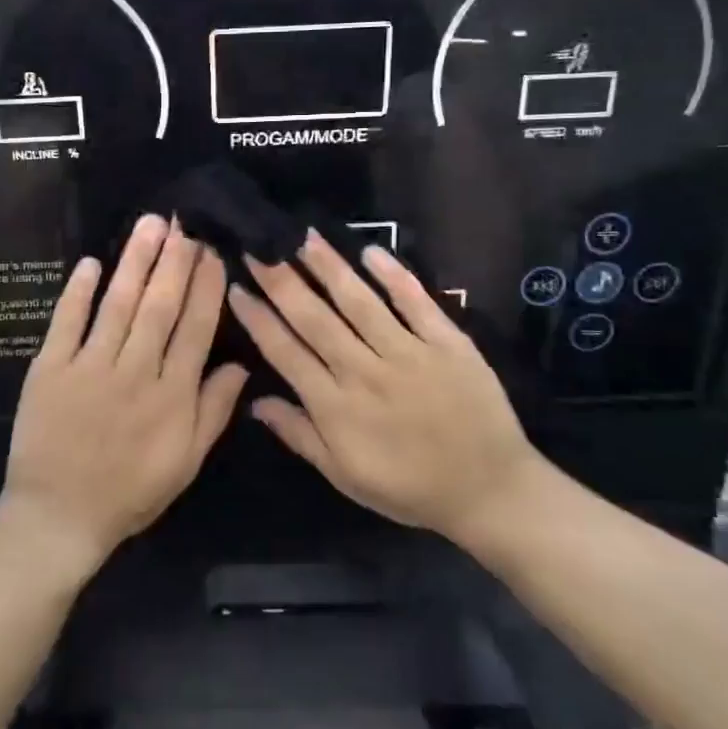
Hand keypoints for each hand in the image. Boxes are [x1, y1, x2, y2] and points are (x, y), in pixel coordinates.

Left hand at [0, 215, 247, 580]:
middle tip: (184, 222)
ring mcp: (89, 367)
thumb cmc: (130, 491)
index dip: (205, 288)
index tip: (212, 252)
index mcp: (171, 395)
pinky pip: (66, 323)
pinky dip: (77, 292)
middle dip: (174, 261)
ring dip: (134, 262)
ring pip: (118, 305)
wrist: (59, 516)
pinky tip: (89, 262)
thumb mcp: (186, 462)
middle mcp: (133, 372)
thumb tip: (242, 366)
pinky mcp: (49, 368)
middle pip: (159, 307)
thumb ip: (213, 412)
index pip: (194, 329)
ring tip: (150, 225)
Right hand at [227, 231, 545, 548]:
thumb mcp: (345, 476)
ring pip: (360, 303)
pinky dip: (395, 276)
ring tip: (303, 237)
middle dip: (282, 281)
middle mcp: (365, 373)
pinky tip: (371, 250)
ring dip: (329, 268)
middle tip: (259, 246)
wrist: (490, 491)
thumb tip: (255, 402)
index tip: (236, 287)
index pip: (286, 353)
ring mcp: (409, 354)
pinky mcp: (448, 343)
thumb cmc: (410, 489)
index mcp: (336, 407)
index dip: (258, 319)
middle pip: (315, 319)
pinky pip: (417, 304)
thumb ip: (300, 436)